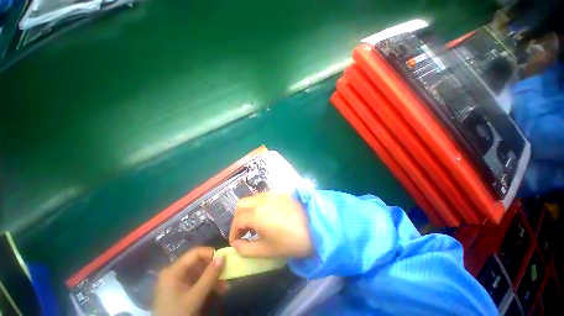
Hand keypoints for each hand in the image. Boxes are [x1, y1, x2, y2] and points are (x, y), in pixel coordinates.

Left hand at [153, 247, 225, 315]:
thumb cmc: (178, 314)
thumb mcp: (195, 296)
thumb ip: (210, 276)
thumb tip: (224, 256)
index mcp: (174, 270)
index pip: (195, 253)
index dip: (211, 253)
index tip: (224, 260)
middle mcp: (175, 272)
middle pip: (199, 262)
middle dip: (214, 268)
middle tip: (227, 274)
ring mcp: (178, 281)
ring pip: (201, 271)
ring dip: (214, 277)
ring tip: (225, 286)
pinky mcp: (182, 289)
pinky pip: (198, 280)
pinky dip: (209, 284)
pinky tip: (219, 290)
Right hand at [229, 192, 312, 257]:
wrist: (316, 226)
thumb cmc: (291, 241)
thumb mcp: (267, 250)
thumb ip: (246, 249)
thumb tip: (236, 244)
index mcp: (257, 214)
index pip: (237, 220)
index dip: (233, 232)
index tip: (236, 242)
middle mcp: (262, 199)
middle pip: (241, 204)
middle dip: (238, 218)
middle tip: (244, 231)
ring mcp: (272, 194)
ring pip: (252, 199)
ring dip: (248, 210)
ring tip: (255, 224)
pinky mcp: (280, 193)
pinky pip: (263, 197)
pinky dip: (259, 205)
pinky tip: (267, 215)